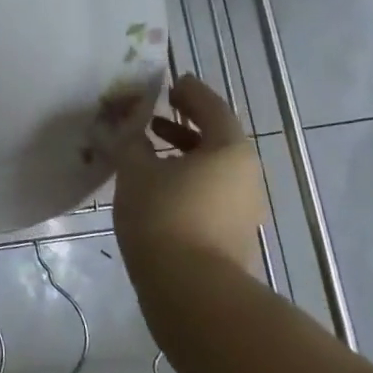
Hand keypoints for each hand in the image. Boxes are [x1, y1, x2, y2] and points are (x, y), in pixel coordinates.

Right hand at [114, 74, 265, 275]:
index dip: (190, 92)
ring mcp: (244, 207)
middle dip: (185, 122)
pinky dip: (188, 177)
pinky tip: (158, 185)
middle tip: (155, 112)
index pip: (212, 108)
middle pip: (217, 138)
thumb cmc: (164, 216)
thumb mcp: (136, 171)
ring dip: (184, 152)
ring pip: (213, 167)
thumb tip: (127, 130)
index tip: (171, 82)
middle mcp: (246, 175)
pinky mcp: (233, 233)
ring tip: (149, 148)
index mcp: (229, 150)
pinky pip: (211, 191)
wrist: (191, 291)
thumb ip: (131, 143)